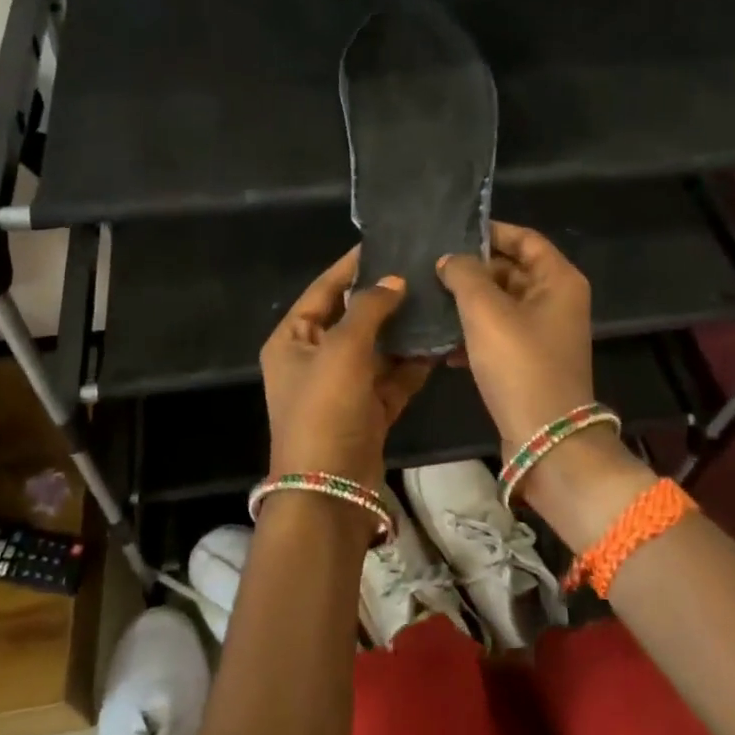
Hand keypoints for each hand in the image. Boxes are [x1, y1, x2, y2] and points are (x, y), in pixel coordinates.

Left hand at [261, 248, 433, 489]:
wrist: (329, 491)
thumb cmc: (324, 409)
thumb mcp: (342, 349)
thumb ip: (369, 308)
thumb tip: (393, 280)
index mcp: (293, 339)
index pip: (323, 290)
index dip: (351, 266)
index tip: (384, 242)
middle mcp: (315, 358)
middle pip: (353, 317)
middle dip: (385, 297)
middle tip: (421, 269)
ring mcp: (343, 386)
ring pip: (377, 347)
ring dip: (404, 330)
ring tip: (438, 299)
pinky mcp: (368, 409)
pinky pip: (392, 377)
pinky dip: (413, 363)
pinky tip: (441, 342)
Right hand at [438, 222, 652, 550]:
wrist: (544, 440)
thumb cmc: (520, 365)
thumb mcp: (486, 311)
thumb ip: (465, 275)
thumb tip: (450, 259)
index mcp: (558, 280)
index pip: (524, 238)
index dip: (490, 231)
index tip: (451, 232)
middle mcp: (555, 301)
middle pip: (510, 269)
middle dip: (472, 269)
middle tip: (428, 266)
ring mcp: (542, 333)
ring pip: (499, 303)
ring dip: (466, 302)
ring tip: (427, 298)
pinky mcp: (527, 361)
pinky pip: (496, 333)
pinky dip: (471, 333)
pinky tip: (439, 341)